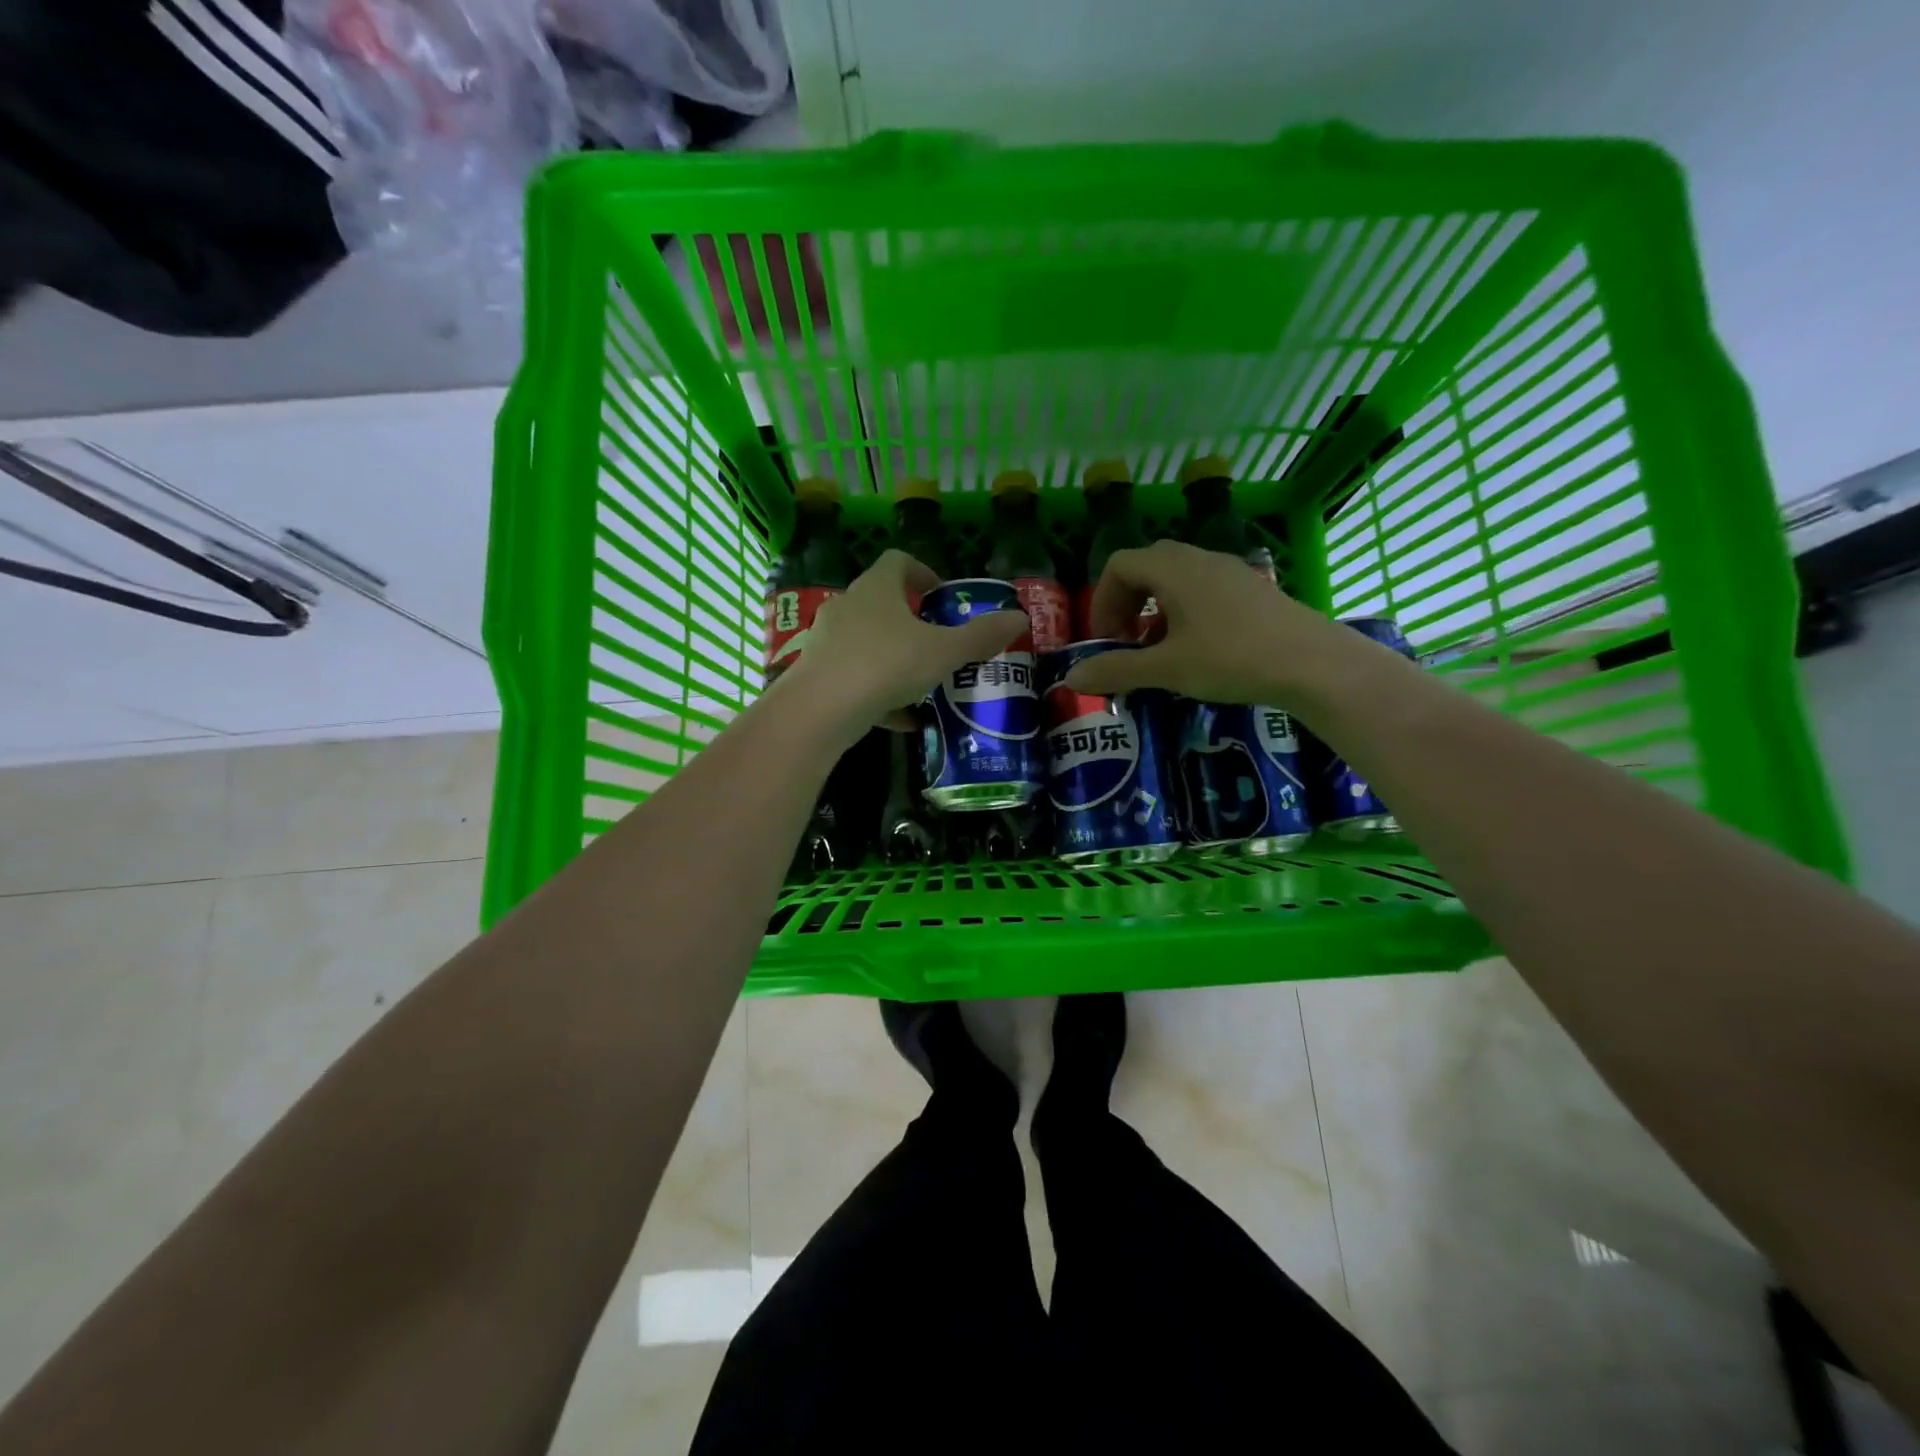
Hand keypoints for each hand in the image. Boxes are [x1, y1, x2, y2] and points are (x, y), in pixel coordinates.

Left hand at [782, 550, 1028, 732]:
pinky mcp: (817, 673)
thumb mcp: (944, 652)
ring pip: (867, 641)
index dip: (923, 572)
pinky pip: (854, 675)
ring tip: (922, 682)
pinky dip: (878, 691)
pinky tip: (902, 718)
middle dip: (910, 620)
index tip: (942, 596)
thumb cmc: (886, 665)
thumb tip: (1020, 618)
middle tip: (937, 641)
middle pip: (881, 601)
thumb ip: (981, 636)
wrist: (820, 709)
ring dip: (894, 656)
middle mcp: (847, 605)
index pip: (898, 561)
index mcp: (877, 588)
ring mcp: (827, 639)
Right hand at [1063, 539, 1375, 708]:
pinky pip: (1203, 589)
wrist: (1314, 664)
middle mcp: (1200, 558)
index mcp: (1174, 568)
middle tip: (1125, 642)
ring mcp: (1230, 571)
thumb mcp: (1167, 669)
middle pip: (1147, 566)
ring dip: (1154, 610)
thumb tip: (1072, 679)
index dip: (1102, 601)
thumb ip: (1117, 670)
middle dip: (1126, 603)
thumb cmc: (1232, 659)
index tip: (1105, 640)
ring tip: (1157, 650)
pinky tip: (1195, 648)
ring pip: (1176, 578)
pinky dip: (1183, 611)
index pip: (1120, 565)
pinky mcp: (1251, 589)